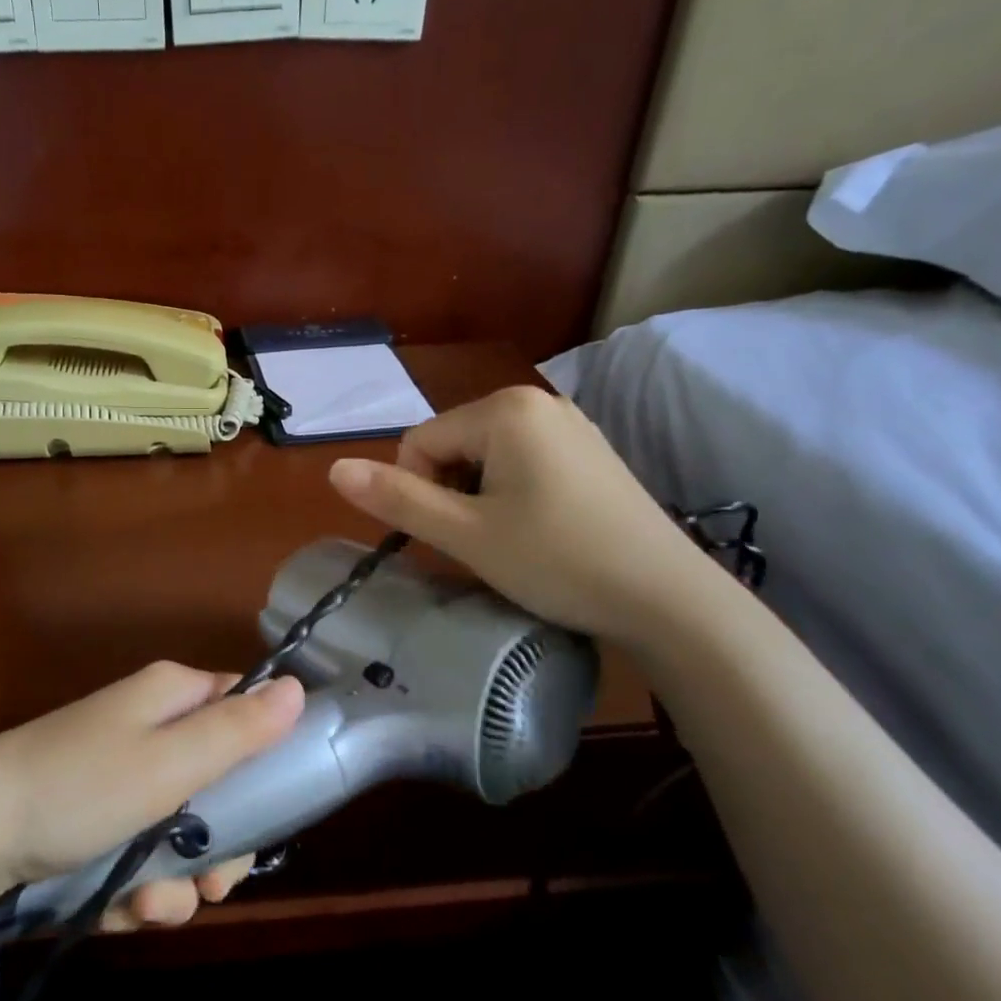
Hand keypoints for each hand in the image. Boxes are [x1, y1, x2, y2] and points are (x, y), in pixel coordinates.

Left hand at [0, 663, 304, 927]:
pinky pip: (136, 854)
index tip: (270, 813)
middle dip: (218, 845)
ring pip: (179, 831)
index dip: (264, 759)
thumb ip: (238, 730)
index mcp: (169, 697)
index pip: (242, 710)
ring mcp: (116, 778)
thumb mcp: (170, 762)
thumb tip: (298, 688)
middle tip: (213, 885)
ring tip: (149, 905)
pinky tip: (118, 910)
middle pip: (217, 784)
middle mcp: (147, 730)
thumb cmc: (79, 788)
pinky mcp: (91, 822)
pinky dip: (133, 887)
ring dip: (174, 879)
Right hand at [328, 387, 704, 644]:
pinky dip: (512, 495)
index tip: (452, 535)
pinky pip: (523, 463)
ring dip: (479, 498)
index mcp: (504, 409)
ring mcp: (571, 425)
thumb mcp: (465, 534)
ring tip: (512, 540)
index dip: (418, 492)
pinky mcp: (591, 452)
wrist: (666, 598)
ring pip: (486, 458)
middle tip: (482, 542)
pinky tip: (541, 531)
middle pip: (452, 445)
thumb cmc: (557, 561)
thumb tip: (334, 470)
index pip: (418, 441)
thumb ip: (396, 498)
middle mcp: (538, 401)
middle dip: (450, 493)